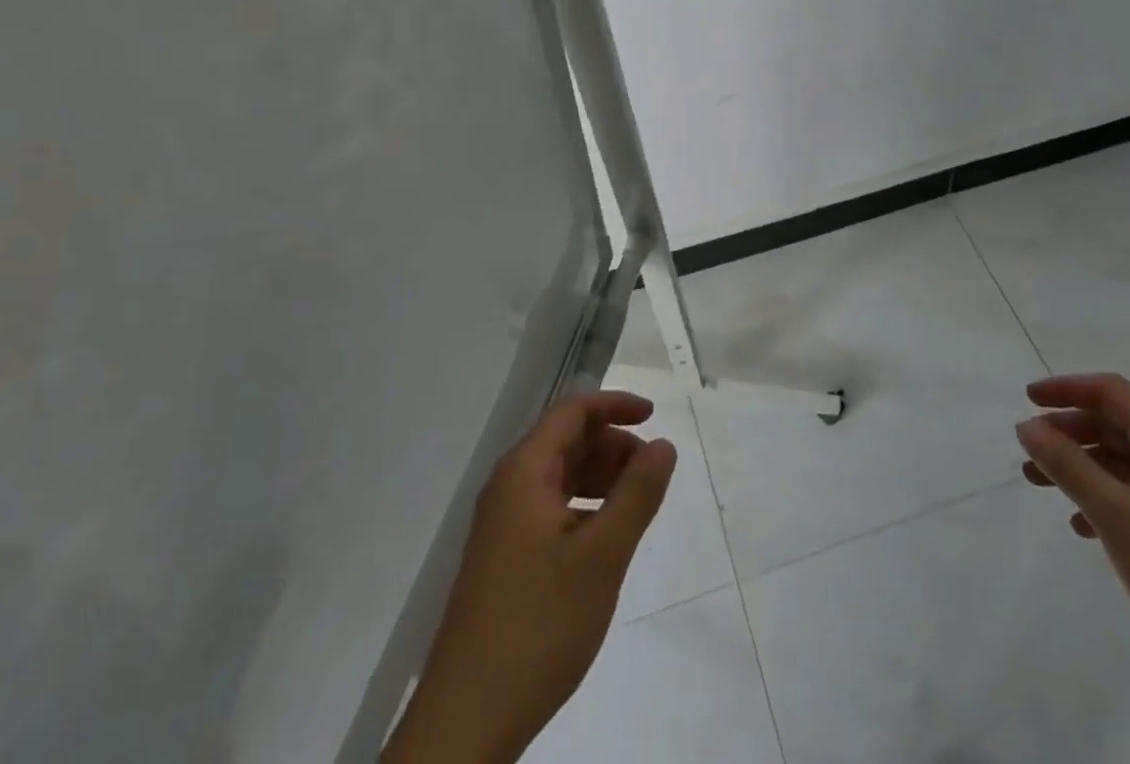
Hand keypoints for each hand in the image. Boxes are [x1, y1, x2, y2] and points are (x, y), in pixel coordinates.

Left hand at [386, 391, 677, 763]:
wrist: (466, 722)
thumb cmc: (539, 625)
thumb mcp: (602, 556)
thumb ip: (637, 494)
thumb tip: (663, 445)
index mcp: (524, 473)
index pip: (572, 412)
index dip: (614, 405)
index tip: (655, 416)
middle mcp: (508, 488)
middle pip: (565, 441)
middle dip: (612, 445)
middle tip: (651, 473)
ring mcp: (501, 527)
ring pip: (558, 477)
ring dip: (600, 477)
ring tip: (636, 505)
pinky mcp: (502, 560)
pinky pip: (549, 510)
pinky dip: (583, 508)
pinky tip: (604, 540)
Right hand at [1016, 373, 1129, 677]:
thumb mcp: (1112, 511)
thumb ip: (1065, 463)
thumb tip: (1028, 426)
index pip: (1108, 390)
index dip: (1064, 388)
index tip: (1028, 399)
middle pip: (1115, 422)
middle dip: (1068, 432)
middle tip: (1030, 450)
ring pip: (1125, 457)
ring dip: (1083, 465)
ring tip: (1043, 486)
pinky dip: (1108, 494)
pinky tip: (1085, 524)